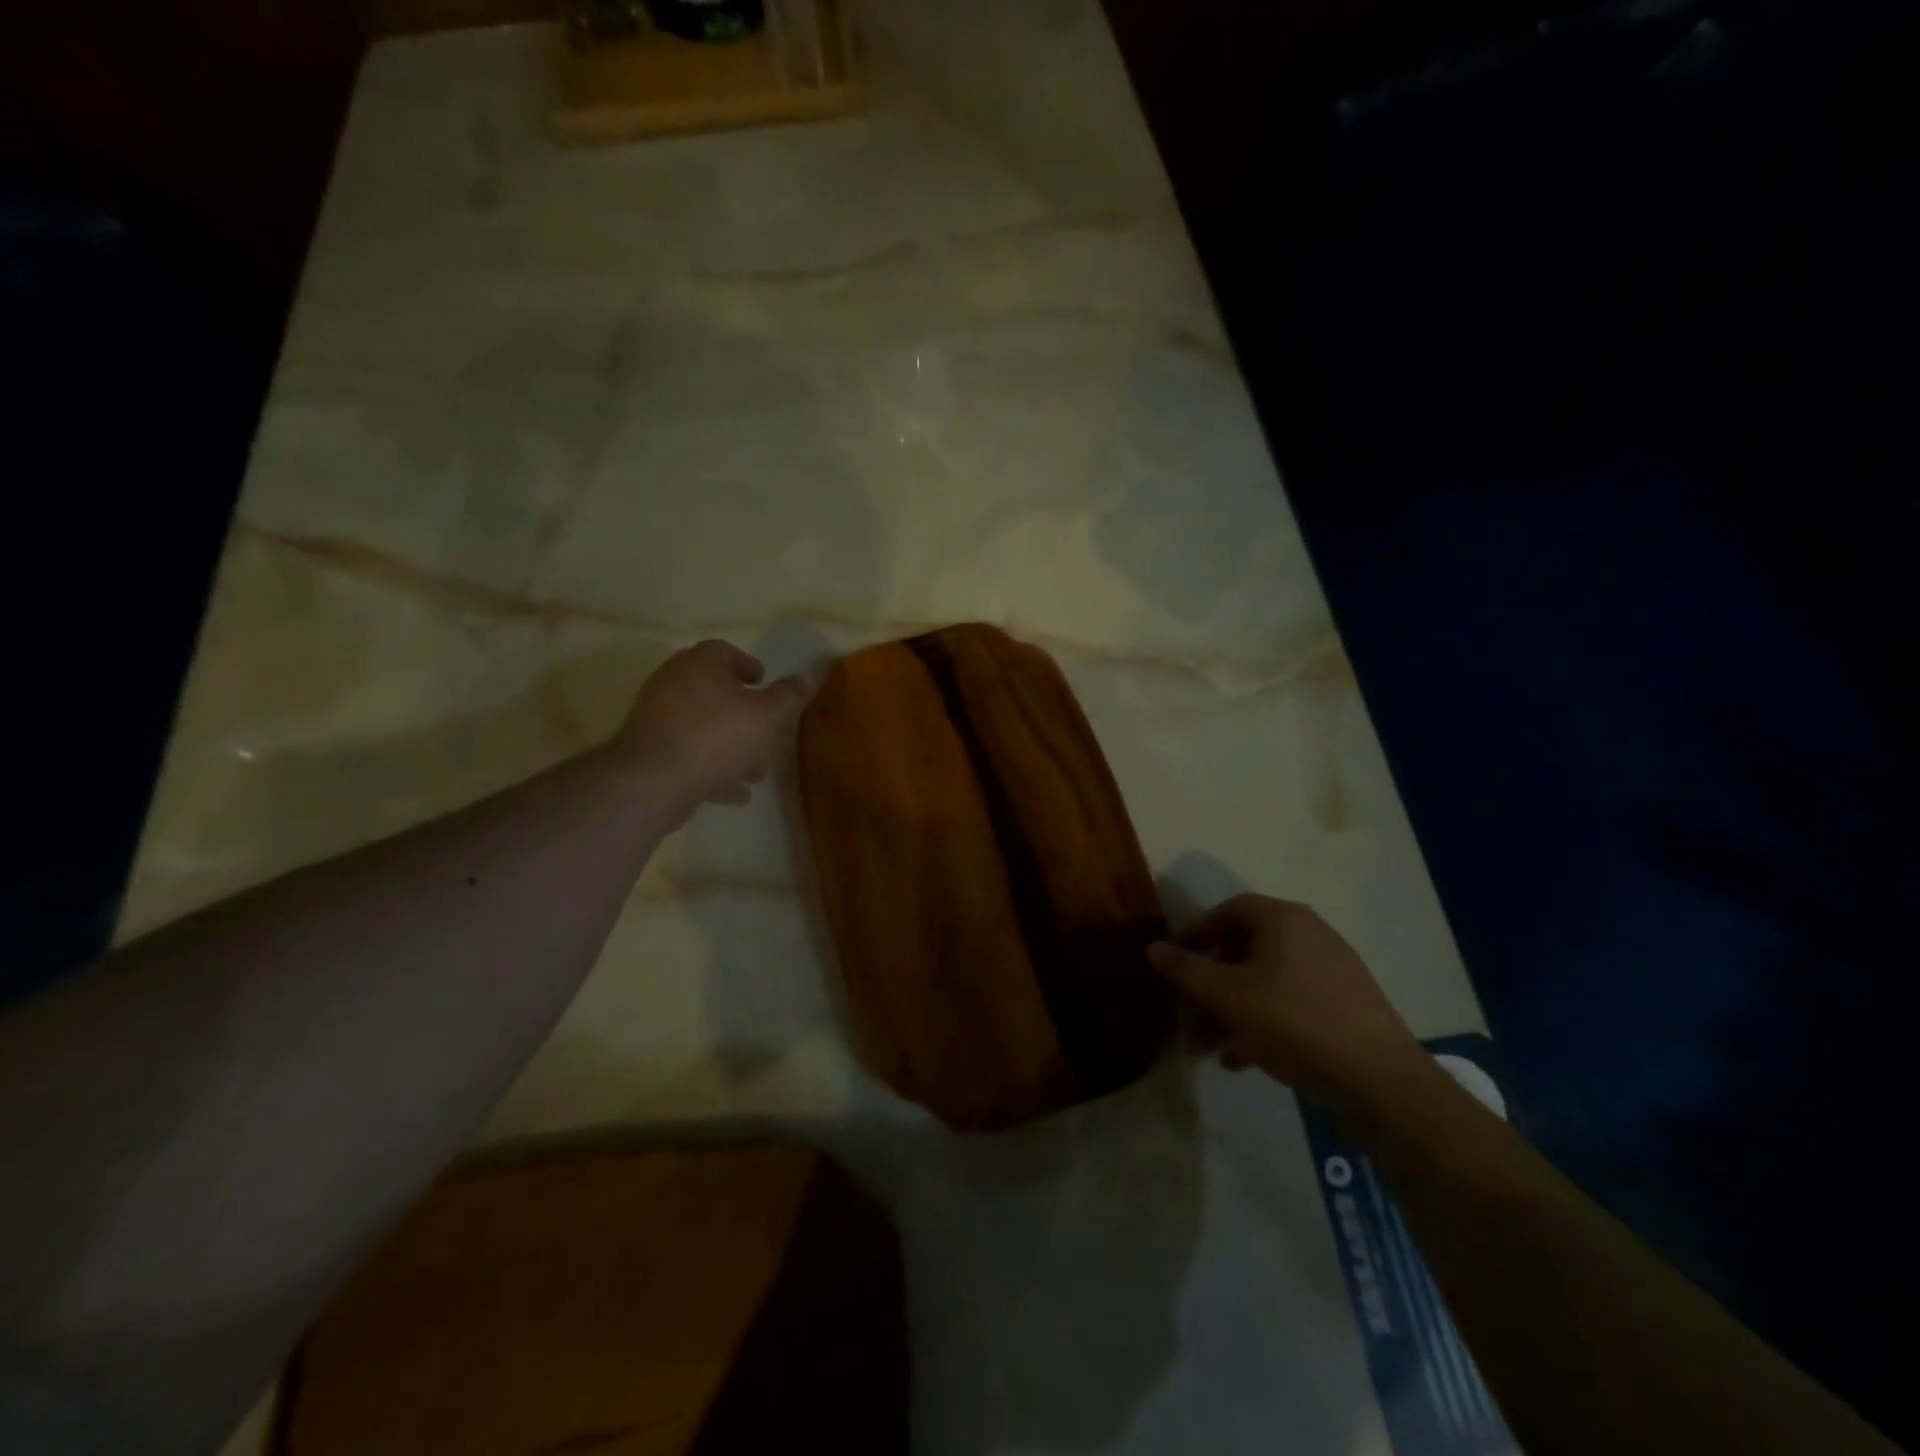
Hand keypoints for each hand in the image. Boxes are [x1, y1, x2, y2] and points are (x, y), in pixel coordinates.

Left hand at [610, 641, 810, 821]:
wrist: (653, 781)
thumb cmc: (716, 736)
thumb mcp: (766, 716)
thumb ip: (788, 696)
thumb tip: (809, 675)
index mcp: (698, 665)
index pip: (723, 651)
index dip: (747, 664)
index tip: (763, 681)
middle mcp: (672, 683)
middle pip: (713, 692)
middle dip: (743, 713)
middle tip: (765, 729)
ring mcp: (656, 718)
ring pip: (702, 726)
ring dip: (730, 745)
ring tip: (756, 771)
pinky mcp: (649, 751)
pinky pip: (688, 753)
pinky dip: (712, 768)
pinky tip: (735, 793)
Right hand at [1148, 894, 1432, 1117]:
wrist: (1381, 1082)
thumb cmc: (1293, 1023)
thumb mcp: (1226, 996)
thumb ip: (1186, 970)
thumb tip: (1154, 948)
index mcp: (1283, 919)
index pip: (1229, 910)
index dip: (1196, 933)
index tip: (1175, 962)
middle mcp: (1310, 934)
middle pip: (1245, 950)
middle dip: (1210, 985)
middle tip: (1188, 1016)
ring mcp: (1332, 970)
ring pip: (1265, 982)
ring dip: (1231, 1010)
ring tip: (1210, 1049)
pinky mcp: (1346, 1006)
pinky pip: (1290, 1003)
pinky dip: (1262, 1022)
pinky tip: (1244, 1060)